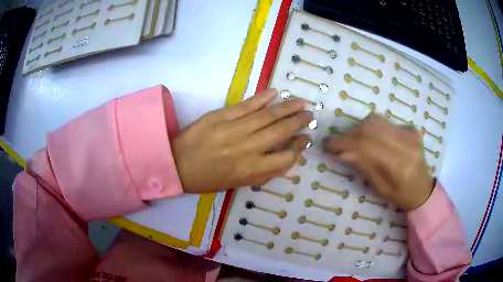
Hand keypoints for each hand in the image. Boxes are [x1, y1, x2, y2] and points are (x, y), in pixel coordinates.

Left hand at [173, 89, 312, 192]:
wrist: (177, 163)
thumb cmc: (207, 178)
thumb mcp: (237, 183)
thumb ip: (263, 174)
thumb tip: (285, 160)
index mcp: (251, 170)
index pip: (285, 158)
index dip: (299, 148)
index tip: (305, 139)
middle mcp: (247, 149)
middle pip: (280, 132)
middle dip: (298, 122)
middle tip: (309, 115)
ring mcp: (234, 129)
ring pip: (267, 116)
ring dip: (287, 107)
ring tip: (301, 102)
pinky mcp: (222, 115)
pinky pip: (247, 105)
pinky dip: (262, 97)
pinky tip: (275, 92)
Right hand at [324, 115, 433, 209]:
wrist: (423, 189)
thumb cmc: (401, 195)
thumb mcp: (380, 189)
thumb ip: (364, 168)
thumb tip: (343, 153)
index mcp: (400, 166)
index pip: (367, 146)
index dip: (345, 143)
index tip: (328, 144)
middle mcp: (407, 145)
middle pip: (372, 128)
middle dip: (351, 133)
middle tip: (339, 142)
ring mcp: (411, 134)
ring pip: (378, 120)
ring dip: (360, 128)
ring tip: (353, 139)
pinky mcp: (412, 129)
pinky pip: (386, 121)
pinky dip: (373, 127)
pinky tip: (372, 138)